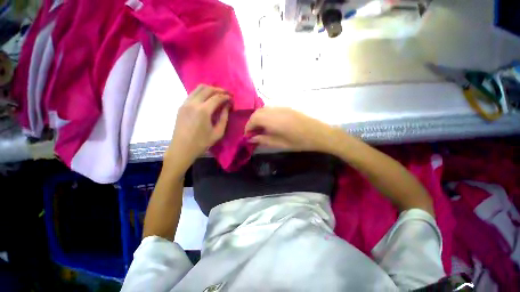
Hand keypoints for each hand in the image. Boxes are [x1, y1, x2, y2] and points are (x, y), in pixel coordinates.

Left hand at [164, 85, 229, 172]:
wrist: (182, 148)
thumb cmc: (202, 143)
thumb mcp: (218, 133)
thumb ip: (224, 117)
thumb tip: (227, 106)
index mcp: (203, 111)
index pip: (217, 97)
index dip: (226, 96)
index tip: (231, 98)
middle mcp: (193, 103)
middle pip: (207, 89)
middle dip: (219, 89)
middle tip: (226, 93)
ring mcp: (185, 103)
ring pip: (198, 88)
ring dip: (210, 89)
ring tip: (218, 94)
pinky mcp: (181, 106)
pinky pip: (193, 94)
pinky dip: (202, 93)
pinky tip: (207, 99)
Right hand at [245, 107, 337, 152]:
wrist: (318, 133)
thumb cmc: (299, 142)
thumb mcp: (280, 144)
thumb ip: (263, 140)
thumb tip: (251, 139)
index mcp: (273, 120)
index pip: (253, 120)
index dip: (248, 127)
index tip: (248, 136)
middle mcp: (275, 111)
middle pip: (257, 113)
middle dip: (252, 122)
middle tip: (253, 133)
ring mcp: (281, 107)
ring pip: (263, 110)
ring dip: (258, 118)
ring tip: (260, 129)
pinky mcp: (286, 107)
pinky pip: (271, 109)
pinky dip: (265, 115)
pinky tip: (270, 124)